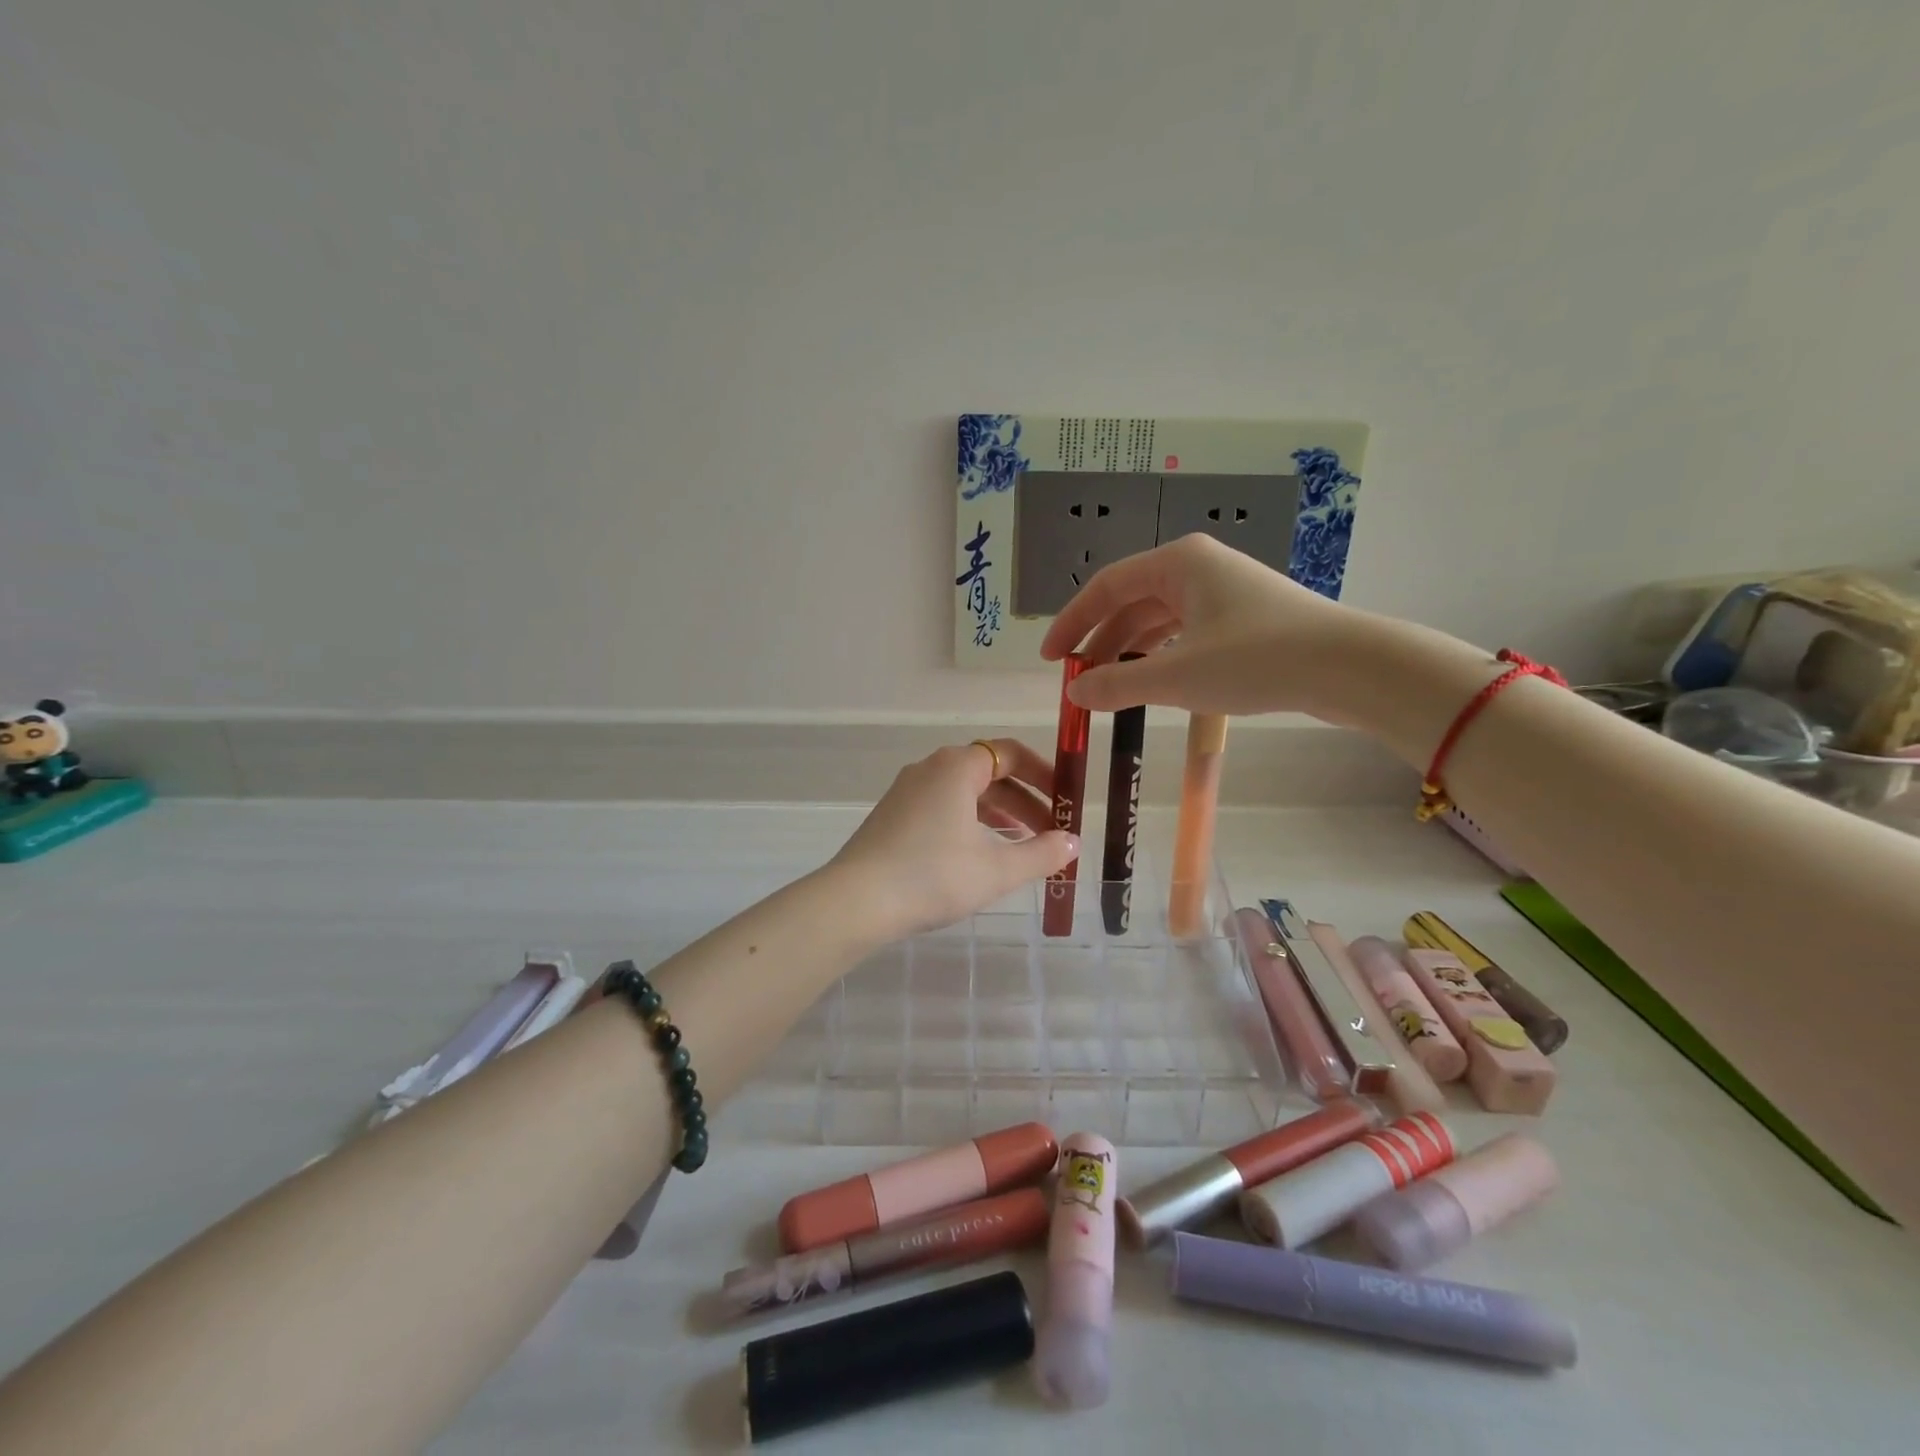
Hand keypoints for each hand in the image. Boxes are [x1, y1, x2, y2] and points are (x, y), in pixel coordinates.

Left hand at [830, 740, 1078, 939]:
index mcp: (957, 767)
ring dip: (999, 814)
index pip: (1011, 753)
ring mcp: (907, 791)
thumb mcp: (997, 870)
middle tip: (1051, 834)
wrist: (856, 901)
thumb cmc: (933, 876)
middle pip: (989, 774)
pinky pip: (943, 808)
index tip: (1066, 801)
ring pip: (965, 793)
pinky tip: (979, 855)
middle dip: (1025, 802)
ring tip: (1022, 846)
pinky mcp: (893, 816)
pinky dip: (970, 823)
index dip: (1045, 774)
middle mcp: (930, 769)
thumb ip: (1041, 854)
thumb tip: (1072, 843)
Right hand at [1040, 535, 1362, 717]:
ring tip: (1111, 688)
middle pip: (1131, 602)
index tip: (1051, 659)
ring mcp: (1225, 591)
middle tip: (1079, 681)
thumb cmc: (1256, 659)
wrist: (1350, 667)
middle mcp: (1198, 567)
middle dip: (1101, 642)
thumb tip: (1074, 693)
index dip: (1071, 622)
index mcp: (1178, 563)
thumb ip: (1117, 684)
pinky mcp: (1245, 618)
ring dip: (1130, 652)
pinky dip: (1162, 656)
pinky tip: (1154, 683)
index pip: (1106, 587)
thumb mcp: (1176, 676)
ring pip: (1159, 619)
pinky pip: (1185, 632)